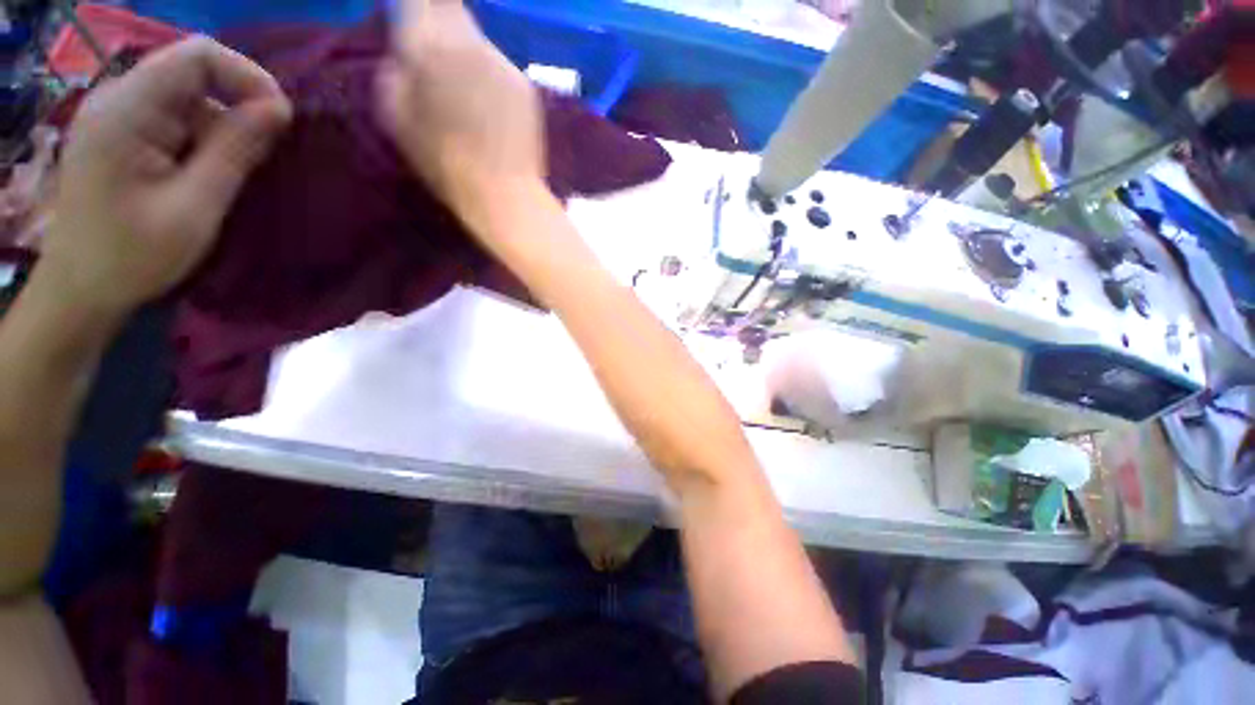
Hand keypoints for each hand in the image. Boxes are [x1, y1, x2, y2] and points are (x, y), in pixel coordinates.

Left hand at [41, 37, 291, 316]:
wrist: (80, 289)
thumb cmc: (133, 256)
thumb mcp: (194, 207)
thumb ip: (234, 151)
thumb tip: (279, 109)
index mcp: (128, 110)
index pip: (198, 56)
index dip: (247, 76)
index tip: (282, 119)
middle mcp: (120, 98)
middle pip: (194, 72)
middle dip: (238, 104)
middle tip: (267, 150)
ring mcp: (119, 115)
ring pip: (189, 97)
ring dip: (222, 127)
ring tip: (236, 171)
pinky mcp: (123, 133)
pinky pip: (176, 117)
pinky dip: (204, 137)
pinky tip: (211, 171)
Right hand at [377, 0, 543, 216]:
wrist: (504, 193)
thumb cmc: (444, 162)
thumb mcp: (394, 116)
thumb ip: (393, 70)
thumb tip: (404, 52)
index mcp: (428, 44)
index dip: (416, 5)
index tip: (413, 18)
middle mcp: (469, 41)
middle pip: (451, 7)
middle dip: (439, 20)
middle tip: (436, 55)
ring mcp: (502, 62)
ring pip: (477, 40)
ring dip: (466, 54)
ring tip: (465, 94)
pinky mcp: (525, 85)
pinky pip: (499, 68)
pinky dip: (489, 78)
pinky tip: (491, 111)